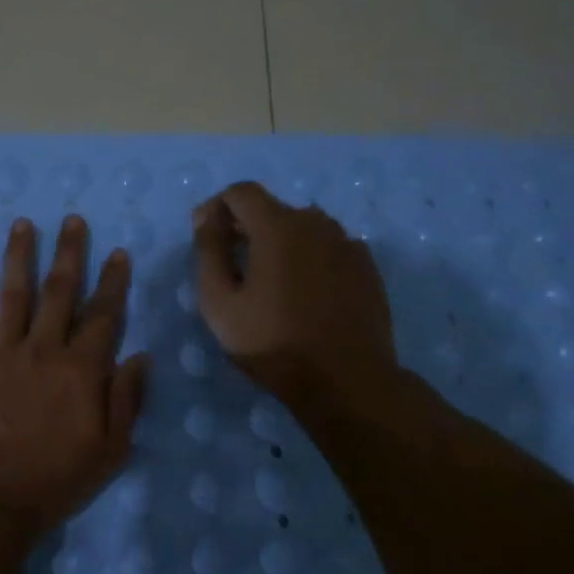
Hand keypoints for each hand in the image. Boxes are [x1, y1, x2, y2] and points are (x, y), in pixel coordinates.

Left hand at [0, 215, 149, 537]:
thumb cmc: (57, 479)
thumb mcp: (111, 450)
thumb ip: (126, 399)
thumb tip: (140, 356)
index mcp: (82, 369)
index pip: (103, 314)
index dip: (112, 281)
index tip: (117, 252)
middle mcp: (44, 349)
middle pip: (59, 292)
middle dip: (69, 253)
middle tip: (72, 220)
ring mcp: (2, 354)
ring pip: (14, 295)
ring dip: (20, 257)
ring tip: (23, 225)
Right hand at [192, 181, 398, 402]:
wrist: (346, 381)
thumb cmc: (273, 343)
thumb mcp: (220, 303)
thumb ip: (209, 252)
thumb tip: (207, 219)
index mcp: (278, 226)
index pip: (241, 192)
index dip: (216, 207)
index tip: (206, 236)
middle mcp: (316, 222)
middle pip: (273, 208)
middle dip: (246, 226)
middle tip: (231, 263)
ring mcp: (347, 243)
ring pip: (303, 228)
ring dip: (280, 242)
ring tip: (269, 280)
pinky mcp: (366, 267)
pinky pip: (328, 248)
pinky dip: (309, 258)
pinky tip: (304, 292)